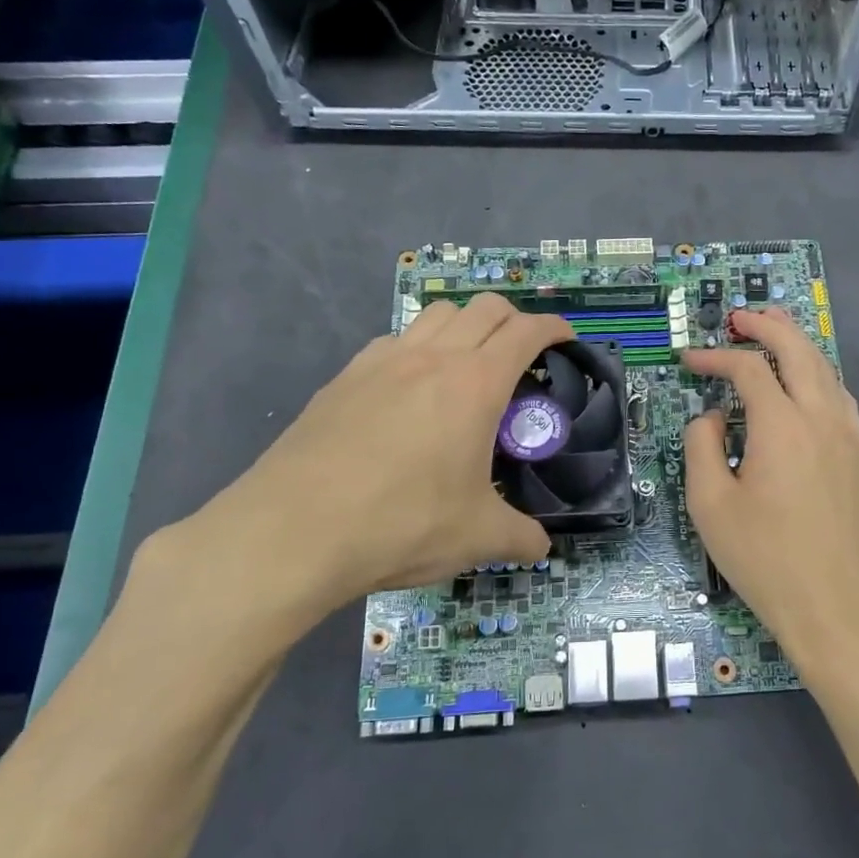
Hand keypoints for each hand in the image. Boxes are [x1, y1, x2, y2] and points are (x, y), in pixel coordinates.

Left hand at [130, 294, 573, 652]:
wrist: (292, 532)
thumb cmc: (401, 524)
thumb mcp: (476, 537)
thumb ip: (520, 537)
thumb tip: (541, 548)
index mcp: (475, 384)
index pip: (526, 331)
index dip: (553, 328)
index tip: (566, 339)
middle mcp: (432, 358)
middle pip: (484, 308)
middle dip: (513, 319)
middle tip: (522, 355)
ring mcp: (381, 362)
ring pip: (436, 315)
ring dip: (464, 326)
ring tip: (467, 365)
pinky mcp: (343, 378)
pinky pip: (393, 342)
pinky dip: (417, 349)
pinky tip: (409, 390)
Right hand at [681, 307, 858, 685]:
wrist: (834, 606)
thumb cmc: (764, 558)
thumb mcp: (710, 504)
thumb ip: (702, 446)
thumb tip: (713, 417)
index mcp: (782, 425)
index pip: (747, 369)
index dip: (714, 357)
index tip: (689, 360)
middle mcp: (822, 418)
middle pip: (799, 349)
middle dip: (767, 325)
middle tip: (740, 316)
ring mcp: (850, 437)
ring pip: (827, 370)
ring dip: (798, 345)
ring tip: (774, 333)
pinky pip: (841, 400)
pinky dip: (819, 377)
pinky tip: (806, 387)